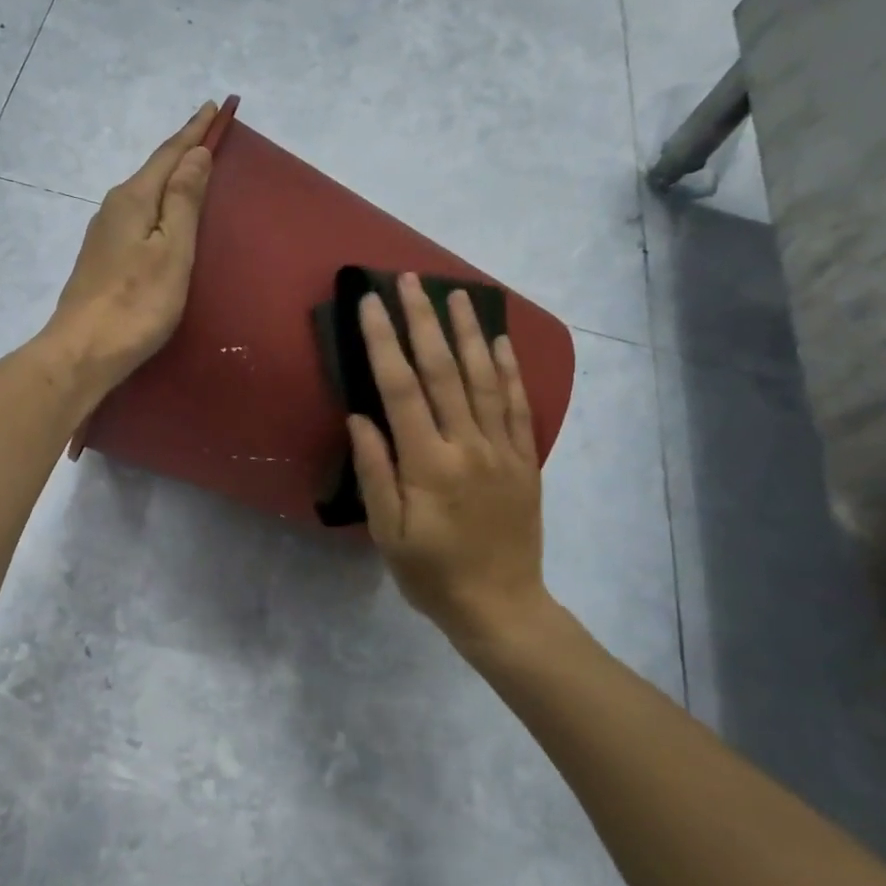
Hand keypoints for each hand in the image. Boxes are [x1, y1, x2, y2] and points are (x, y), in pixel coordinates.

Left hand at [43, 101, 216, 392]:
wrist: (82, 351)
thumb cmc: (136, 304)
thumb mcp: (171, 251)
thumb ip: (183, 201)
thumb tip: (194, 155)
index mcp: (133, 199)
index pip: (169, 155)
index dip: (194, 132)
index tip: (213, 105)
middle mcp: (113, 208)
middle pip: (153, 172)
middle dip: (181, 152)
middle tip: (207, 134)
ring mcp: (103, 235)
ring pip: (143, 196)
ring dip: (168, 180)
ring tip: (191, 171)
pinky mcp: (101, 260)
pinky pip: (136, 219)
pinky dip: (156, 207)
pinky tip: (162, 217)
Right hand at [349, 274, 557, 654]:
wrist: (501, 605)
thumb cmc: (431, 574)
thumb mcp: (388, 532)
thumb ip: (375, 471)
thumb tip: (360, 417)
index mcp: (428, 464)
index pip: (401, 390)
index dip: (384, 344)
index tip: (370, 305)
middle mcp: (468, 446)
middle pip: (444, 372)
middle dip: (423, 321)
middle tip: (409, 280)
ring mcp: (502, 450)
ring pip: (485, 379)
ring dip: (469, 333)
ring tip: (457, 294)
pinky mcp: (525, 460)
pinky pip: (519, 406)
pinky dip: (510, 370)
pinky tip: (501, 342)